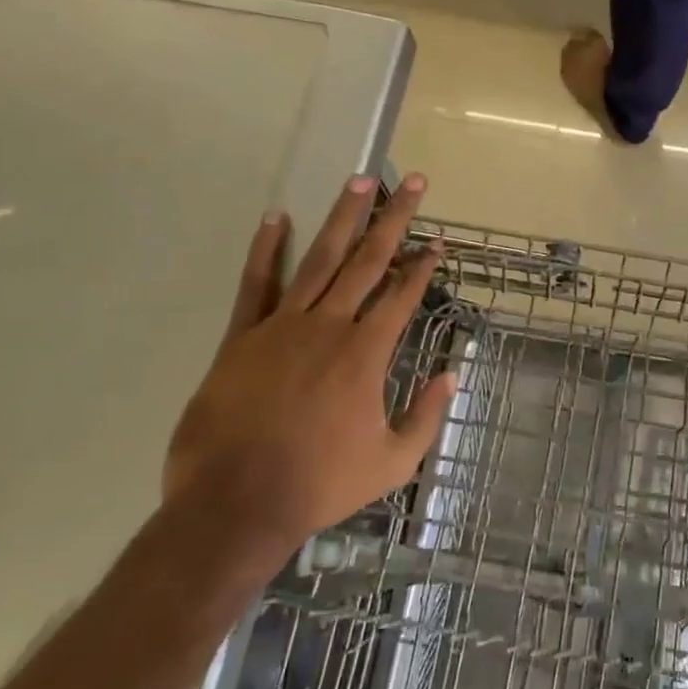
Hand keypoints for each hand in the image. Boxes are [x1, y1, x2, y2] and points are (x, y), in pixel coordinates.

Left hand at [162, 174, 453, 578]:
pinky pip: (256, 285)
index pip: (402, 295)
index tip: (437, 241)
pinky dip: (266, 249)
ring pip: (319, 260)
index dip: (423, 266)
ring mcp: (282, 327)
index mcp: (365, 354)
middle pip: (368, 261)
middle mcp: (329, 326)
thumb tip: (452, 375)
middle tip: (411, 182)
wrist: (235, 506)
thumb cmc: (320, 485)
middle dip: (394, 219)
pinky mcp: (242, 338)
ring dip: (343, 218)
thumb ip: (426, 416)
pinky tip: (276, 217)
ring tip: (359, 181)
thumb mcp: (391, 463)